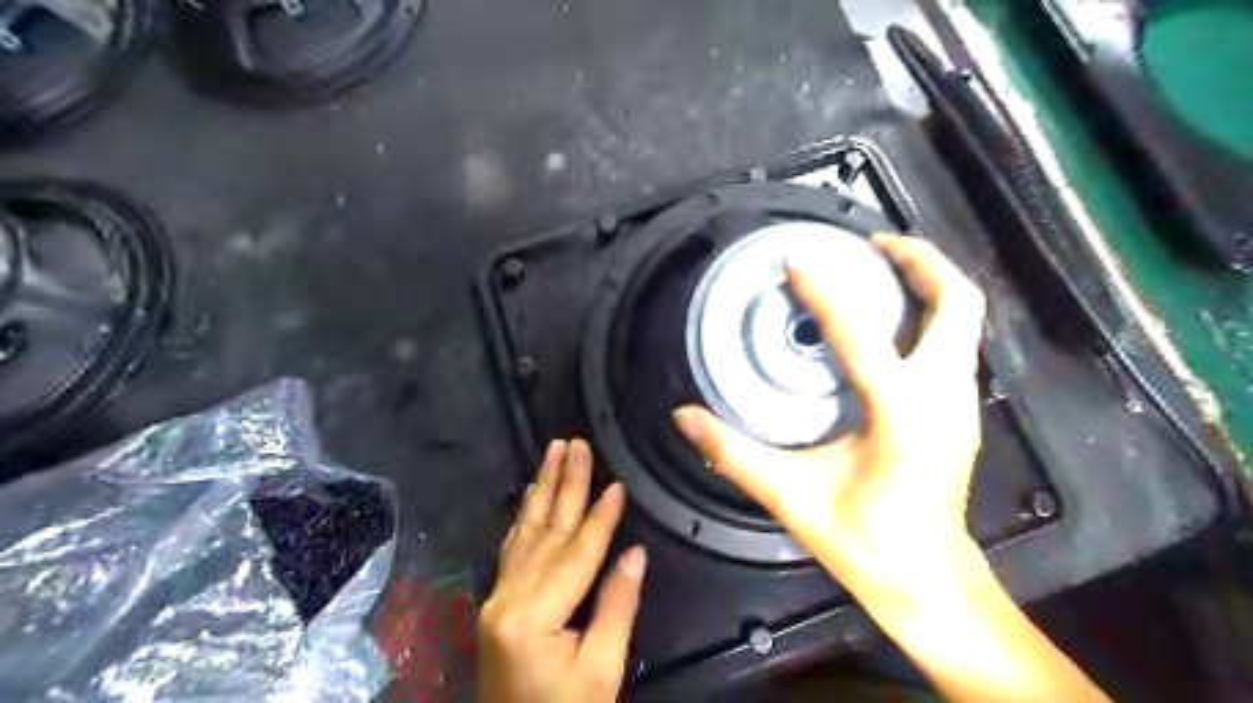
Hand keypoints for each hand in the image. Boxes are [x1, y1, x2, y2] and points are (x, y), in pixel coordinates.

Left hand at [479, 440, 644, 702]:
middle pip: (546, 530)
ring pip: (524, 531)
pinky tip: (532, 493)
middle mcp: (507, 597)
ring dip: (542, 487)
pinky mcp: (497, 601)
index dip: (601, 517)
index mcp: (533, 616)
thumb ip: (617, 606)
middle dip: (565, 484)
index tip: (617, 483)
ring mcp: (497, 597)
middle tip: (575, 443)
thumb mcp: (601, 671)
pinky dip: (525, 516)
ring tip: (552, 451)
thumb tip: (634, 552)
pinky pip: (513, 547)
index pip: (576, 553)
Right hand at [672, 236, 982, 596]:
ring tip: (877, 267)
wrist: (930, 583)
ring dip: (927, 282)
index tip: (797, 261)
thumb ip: (735, 455)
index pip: (863, 336)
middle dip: (918, 261)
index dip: (827, 292)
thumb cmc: (868, 546)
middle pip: (956, 303)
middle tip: (869, 243)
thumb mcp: (793, 499)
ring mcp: (961, 404)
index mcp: (904, 417)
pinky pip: (954, 341)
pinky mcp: (958, 412)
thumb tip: (685, 418)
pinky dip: (928, 313)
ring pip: (964, 318)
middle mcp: (944, 399)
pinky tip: (887, 320)